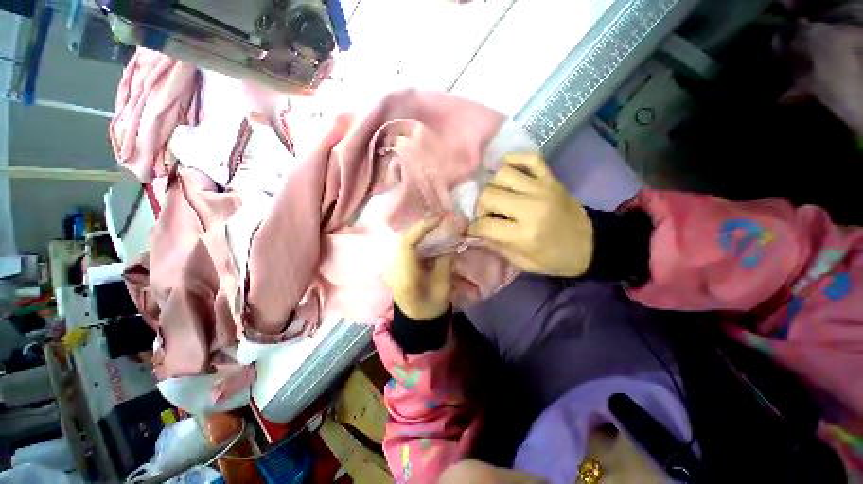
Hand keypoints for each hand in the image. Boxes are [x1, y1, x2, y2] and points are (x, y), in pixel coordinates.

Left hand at [386, 217, 453, 319]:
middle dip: (423, 226)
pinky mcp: (399, 264)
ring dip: (422, 230)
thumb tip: (450, 239)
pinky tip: (431, 236)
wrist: (416, 320)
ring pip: (407, 240)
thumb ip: (445, 261)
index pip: (408, 243)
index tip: (440, 218)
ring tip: (438, 224)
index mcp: (404, 273)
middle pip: (406, 237)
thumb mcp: (442, 285)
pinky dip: (420, 238)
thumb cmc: (430, 306)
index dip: (422, 227)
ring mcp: (395, 265)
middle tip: (441, 219)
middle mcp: (395, 266)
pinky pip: (409, 246)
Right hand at [468, 153, 592, 276]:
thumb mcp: (523, 263)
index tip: (474, 230)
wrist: (591, 244)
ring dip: (493, 185)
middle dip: (481, 207)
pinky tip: (508, 173)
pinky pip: (528, 158)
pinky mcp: (550, 178)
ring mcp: (542, 187)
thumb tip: (477, 232)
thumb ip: (497, 246)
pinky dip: (513, 160)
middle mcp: (531, 206)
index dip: (474, 228)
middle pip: (488, 194)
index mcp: (525, 233)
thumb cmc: (555, 258)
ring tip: (498, 196)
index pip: (485, 224)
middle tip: (487, 214)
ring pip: (502, 173)